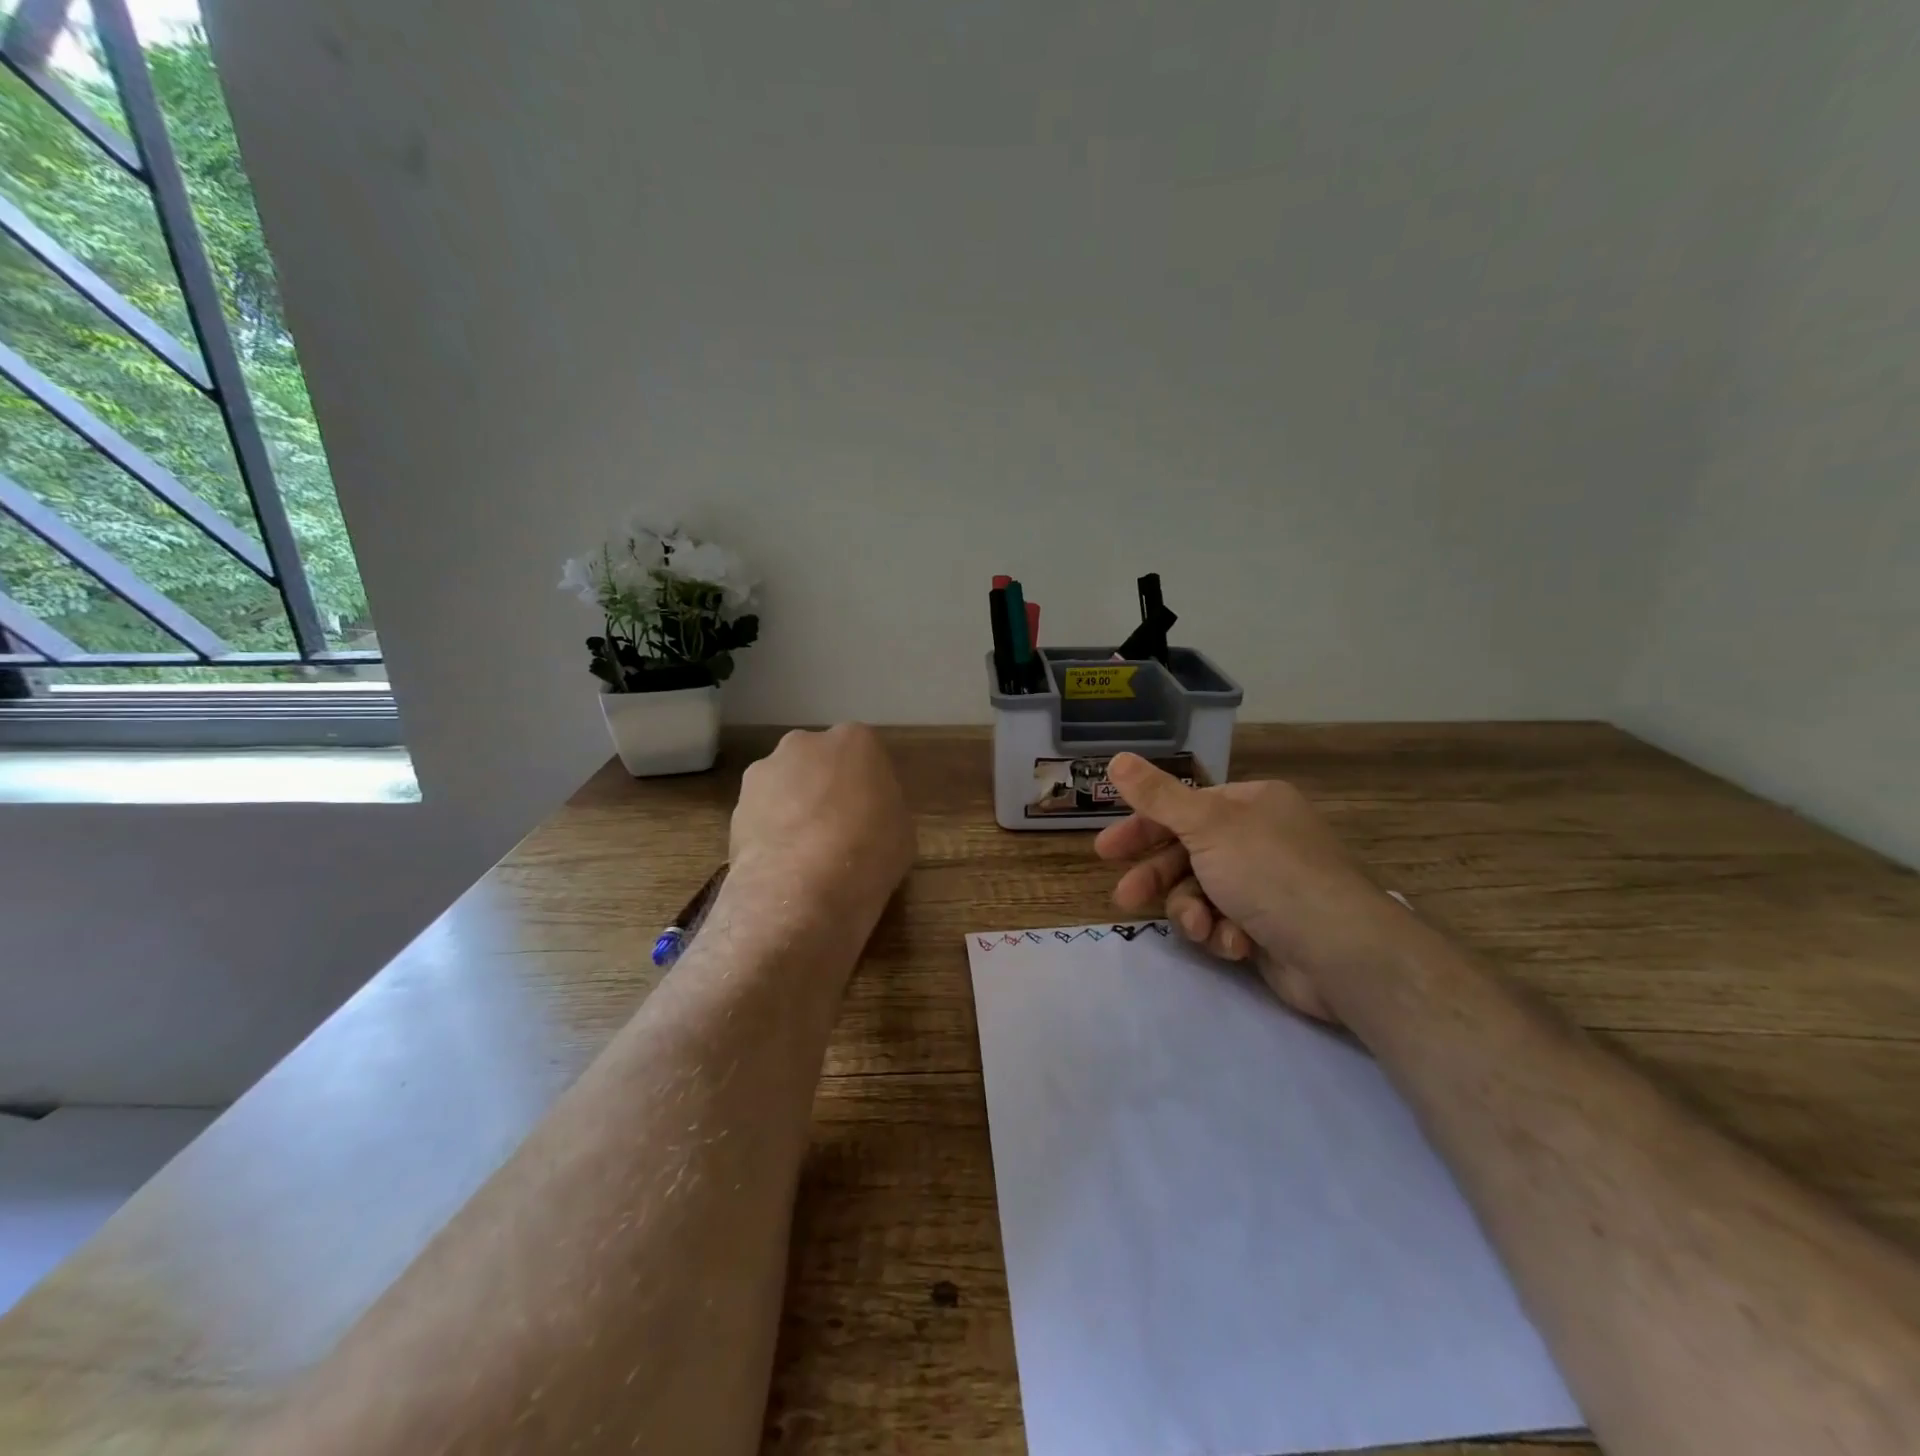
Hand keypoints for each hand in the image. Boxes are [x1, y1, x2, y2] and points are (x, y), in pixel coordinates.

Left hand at [730, 725, 914, 922]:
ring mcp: (765, 770)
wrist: (803, 887)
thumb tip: (869, 815)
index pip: (865, 755)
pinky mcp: (737, 804)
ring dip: (793, 808)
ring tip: (804, 853)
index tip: (871, 815)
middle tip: (837, 829)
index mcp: (855, 741)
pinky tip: (782, 864)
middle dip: (825, 787)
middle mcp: (806, 743)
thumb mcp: (901, 830)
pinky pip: (762, 814)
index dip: (868, 787)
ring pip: (785, 785)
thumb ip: (883, 808)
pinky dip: (770, 832)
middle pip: (819, 762)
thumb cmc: (870, 851)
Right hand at [1095, 753, 1400, 1021]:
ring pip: (1201, 893)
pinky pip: (1224, 924)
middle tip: (1124, 897)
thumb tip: (1116, 757)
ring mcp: (1265, 885)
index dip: (1142, 828)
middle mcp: (1260, 839)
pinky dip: (1223, 934)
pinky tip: (1235, 945)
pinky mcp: (1268, 927)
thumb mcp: (1206, 826)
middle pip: (1188, 853)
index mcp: (1252, 804)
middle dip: (1158, 879)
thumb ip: (1157, 796)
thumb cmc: (1270, 874)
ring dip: (1194, 912)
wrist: (1341, 953)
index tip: (1106, 850)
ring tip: (1201, 928)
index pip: (1183, 809)